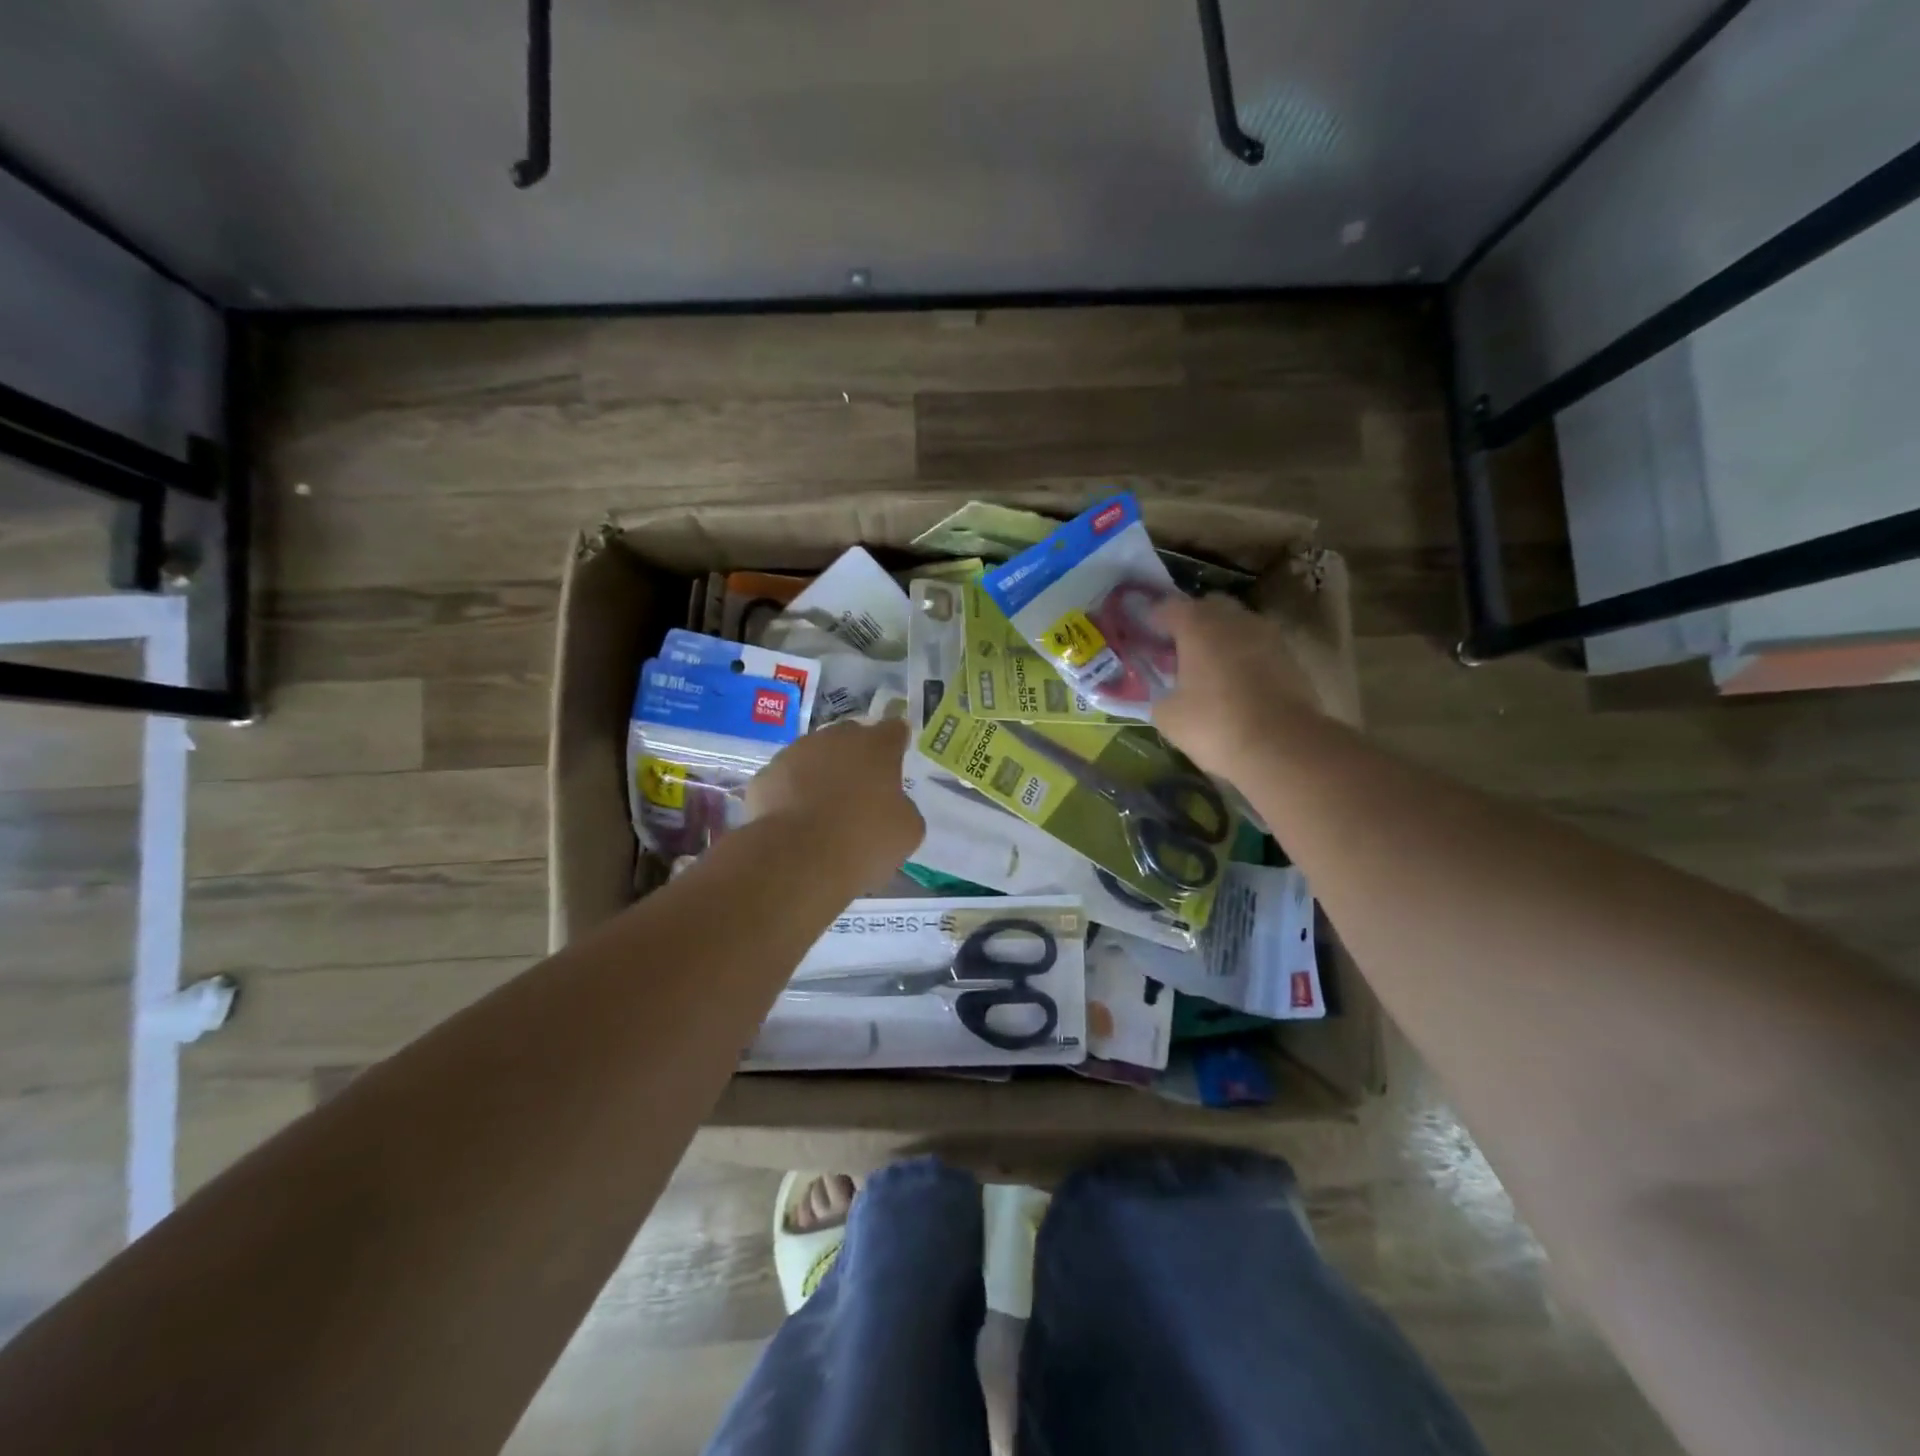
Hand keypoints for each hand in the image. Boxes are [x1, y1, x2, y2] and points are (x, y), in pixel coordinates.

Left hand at [746, 718, 923, 878]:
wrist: (797, 860)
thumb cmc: (863, 841)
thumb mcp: (907, 830)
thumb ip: (902, 807)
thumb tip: (891, 805)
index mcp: (876, 746)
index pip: (894, 730)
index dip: (897, 743)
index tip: (896, 760)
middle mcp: (835, 738)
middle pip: (851, 737)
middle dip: (856, 757)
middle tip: (860, 791)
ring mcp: (795, 753)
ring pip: (814, 756)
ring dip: (821, 773)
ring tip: (823, 809)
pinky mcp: (765, 775)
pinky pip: (786, 780)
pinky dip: (791, 793)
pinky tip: (796, 821)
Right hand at [1153, 594, 1317, 778]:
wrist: (1283, 747)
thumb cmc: (1215, 724)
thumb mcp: (1168, 716)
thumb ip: (1159, 695)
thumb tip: (1164, 693)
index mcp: (1198, 625)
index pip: (1168, 607)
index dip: (1152, 619)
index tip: (1143, 634)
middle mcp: (1234, 620)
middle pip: (1208, 607)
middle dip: (1191, 621)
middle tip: (1176, 647)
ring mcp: (1267, 635)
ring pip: (1237, 625)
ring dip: (1220, 638)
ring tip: (1206, 666)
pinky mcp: (1290, 658)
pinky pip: (1257, 646)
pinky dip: (1242, 656)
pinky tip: (1233, 682)